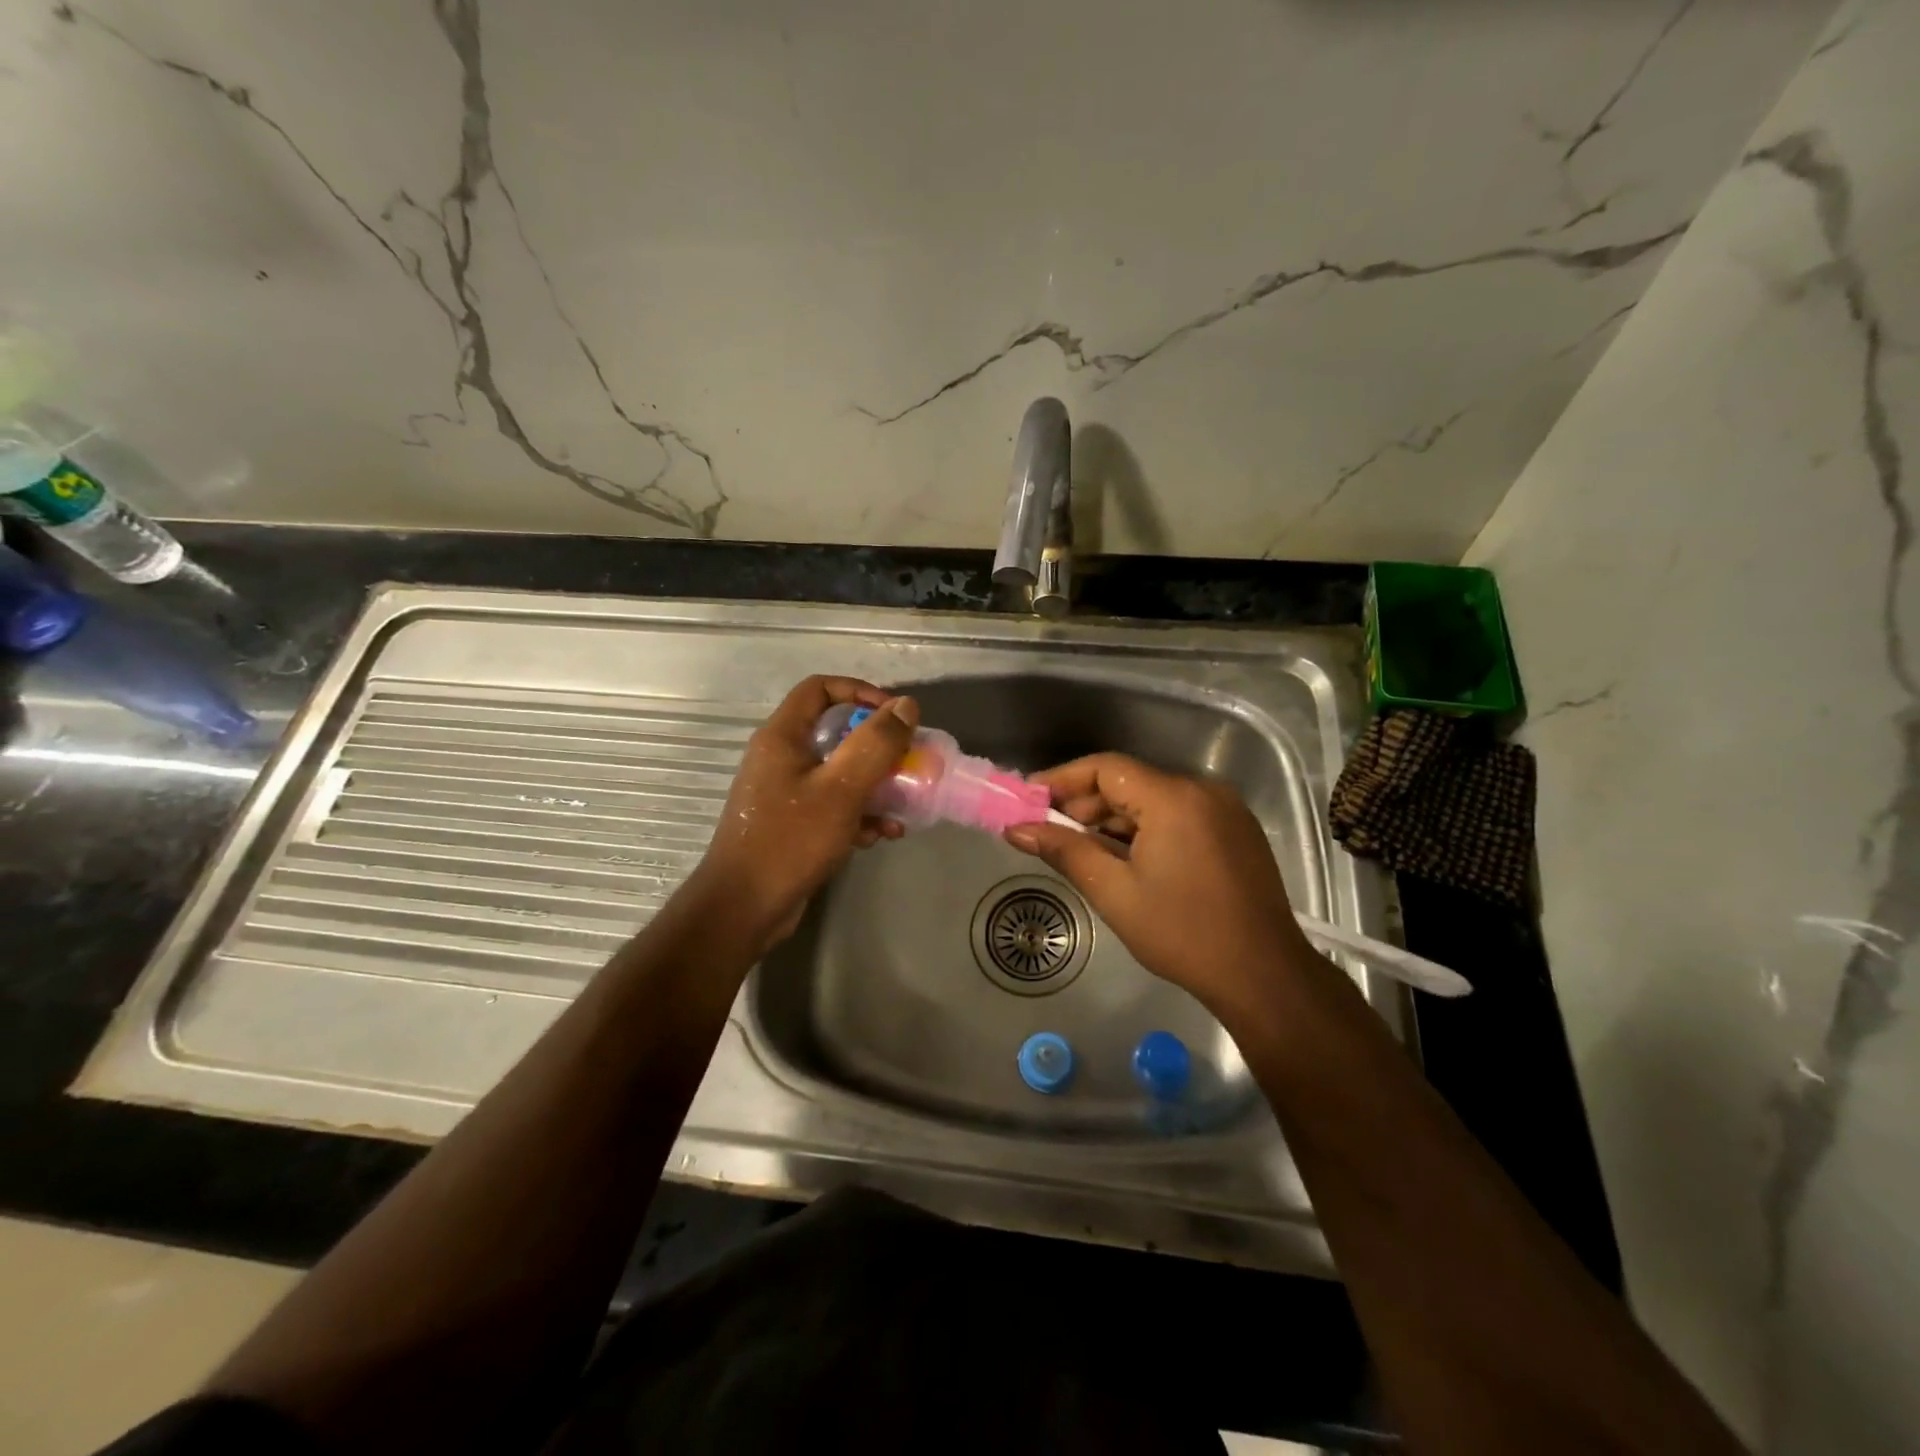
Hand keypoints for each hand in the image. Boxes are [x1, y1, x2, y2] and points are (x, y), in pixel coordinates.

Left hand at [691, 675, 917, 953]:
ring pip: (839, 772)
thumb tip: (905, 705)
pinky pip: (833, 804)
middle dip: (877, 747)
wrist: (744, 908)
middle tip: (907, 762)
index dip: (860, 692)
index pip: (820, 688)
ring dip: (875, 785)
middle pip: (835, 731)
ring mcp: (785, 791)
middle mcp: (781, 757)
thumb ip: (875, 744)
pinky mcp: (793, 823)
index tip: (893, 715)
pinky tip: (882, 835)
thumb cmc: (790, 840)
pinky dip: (859, 814)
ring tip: (903, 807)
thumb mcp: (841, 789)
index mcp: (783, 737)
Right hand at [1003, 753, 1314, 1015]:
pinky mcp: (1235, 830)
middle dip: (1085, 805)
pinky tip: (1124, 858)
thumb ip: (1064, 851)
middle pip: (1129, 782)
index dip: (1062, 779)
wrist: (1264, 976)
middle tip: (1048, 832)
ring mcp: (1224, 809)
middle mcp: (1202, 790)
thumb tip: (1016, 829)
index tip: (1029, 799)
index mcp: (1173, 798)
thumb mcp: (1114, 892)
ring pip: (1153, 800)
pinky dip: (1145, 829)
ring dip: (1114, 820)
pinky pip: (1178, 815)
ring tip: (1081, 850)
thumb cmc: (1182, 934)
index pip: (1105, 768)